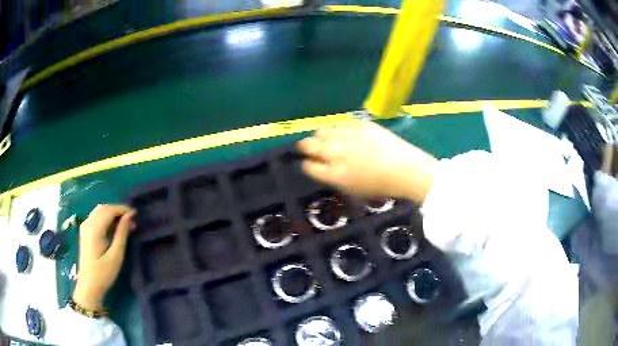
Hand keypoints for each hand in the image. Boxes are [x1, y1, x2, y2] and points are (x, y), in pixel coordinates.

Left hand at [73, 204, 135, 310]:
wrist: (88, 285)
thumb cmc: (104, 273)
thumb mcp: (116, 256)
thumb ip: (121, 234)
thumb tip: (129, 217)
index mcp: (95, 229)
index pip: (109, 210)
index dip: (123, 209)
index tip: (136, 214)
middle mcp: (88, 223)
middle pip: (103, 208)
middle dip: (118, 210)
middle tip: (131, 220)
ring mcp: (85, 226)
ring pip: (99, 211)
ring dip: (112, 213)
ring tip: (125, 223)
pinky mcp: (85, 231)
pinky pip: (96, 216)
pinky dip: (106, 217)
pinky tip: (113, 227)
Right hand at [298, 120, 436, 202]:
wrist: (405, 168)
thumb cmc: (380, 185)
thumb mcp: (352, 189)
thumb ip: (332, 177)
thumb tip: (319, 166)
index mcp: (334, 174)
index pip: (308, 166)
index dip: (305, 164)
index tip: (308, 163)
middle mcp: (336, 152)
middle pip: (308, 145)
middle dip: (305, 147)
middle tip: (307, 148)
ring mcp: (348, 136)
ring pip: (322, 131)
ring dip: (320, 136)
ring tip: (326, 140)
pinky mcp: (360, 124)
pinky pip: (340, 124)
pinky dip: (338, 130)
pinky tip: (344, 134)